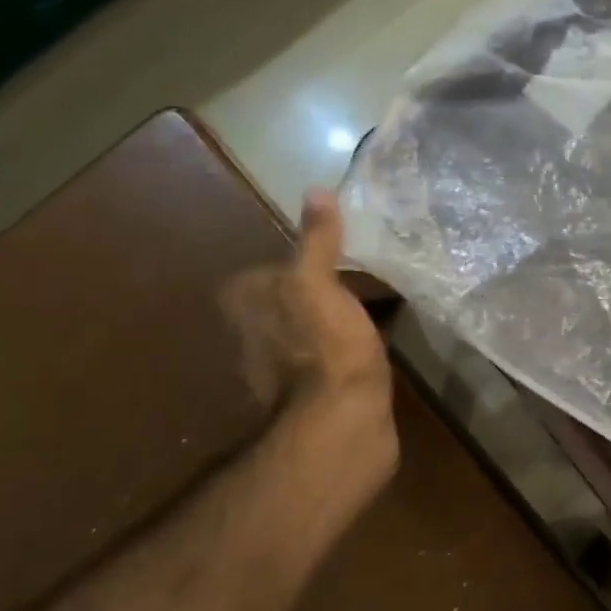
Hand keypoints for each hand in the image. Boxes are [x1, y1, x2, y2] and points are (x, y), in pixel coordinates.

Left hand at [222, 190, 398, 501]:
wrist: (343, 421)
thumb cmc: (325, 344)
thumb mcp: (317, 282)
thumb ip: (316, 240)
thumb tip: (316, 190)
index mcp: (246, 310)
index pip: (256, 276)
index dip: (286, 266)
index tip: (322, 260)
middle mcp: (251, 341)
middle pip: (277, 307)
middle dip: (305, 296)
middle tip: (347, 282)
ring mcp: (279, 375)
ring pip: (299, 336)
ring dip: (323, 326)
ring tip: (361, 313)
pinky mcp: (311, 399)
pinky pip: (322, 362)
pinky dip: (339, 354)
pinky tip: (364, 349)